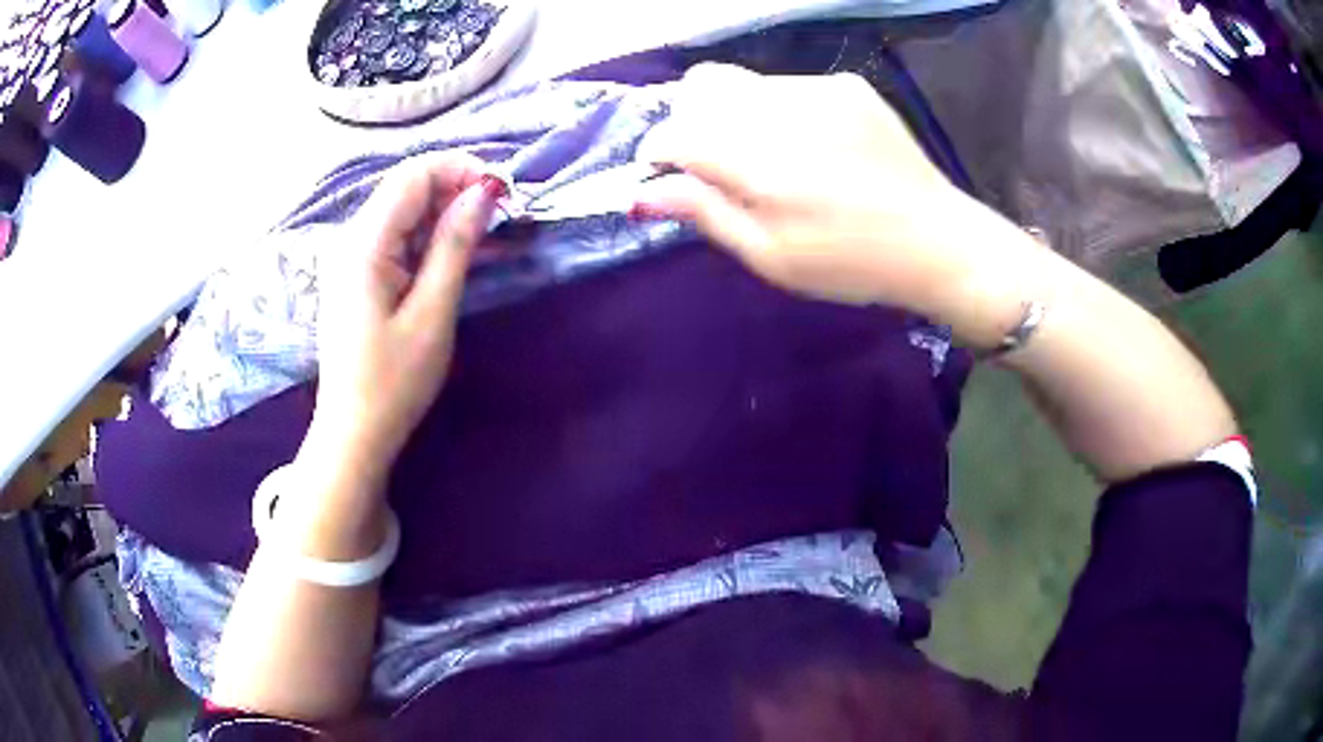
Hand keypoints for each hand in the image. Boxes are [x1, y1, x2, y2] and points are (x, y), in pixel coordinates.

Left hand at [310, 153, 505, 478]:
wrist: (354, 432)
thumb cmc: (394, 381)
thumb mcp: (432, 312)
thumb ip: (455, 245)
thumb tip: (484, 192)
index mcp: (364, 243)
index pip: (413, 175)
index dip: (460, 169)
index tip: (503, 191)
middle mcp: (351, 239)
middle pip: (407, 188)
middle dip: (456, 190)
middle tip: (501, 216)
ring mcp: (351, 258)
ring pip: (403, 212)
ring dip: (445, 215)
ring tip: (488, 237)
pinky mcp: (357, 276)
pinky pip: (396, 239)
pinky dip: (428, 239)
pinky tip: (457, 256)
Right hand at [635, 64, 1016, 324]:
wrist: (937, 241)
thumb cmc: (849, 263)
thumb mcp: (770, 257)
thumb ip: (704, 213)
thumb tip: (642, 192)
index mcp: (759, 162)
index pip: (675, 132)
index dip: (658, 152)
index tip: (664, 173)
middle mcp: (783, 110)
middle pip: (700, 86)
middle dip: (689, 119)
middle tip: (712, 161)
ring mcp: (819, 89)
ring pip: (743, 81)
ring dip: (733, 113)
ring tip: (769, 155)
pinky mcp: (847, 85)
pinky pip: (787, 83)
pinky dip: (777, 108)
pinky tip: (811, 144)